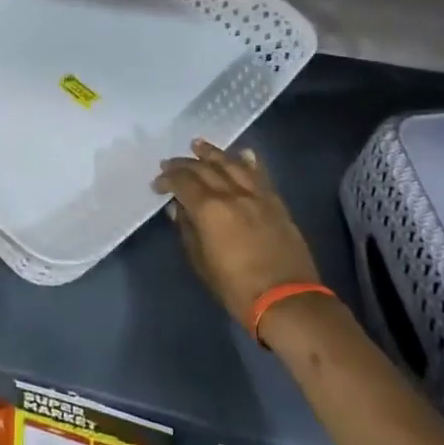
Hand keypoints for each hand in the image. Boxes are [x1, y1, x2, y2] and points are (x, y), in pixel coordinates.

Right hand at [155, 139, 320, 329]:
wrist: (285, 299)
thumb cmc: (236, 287)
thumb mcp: (202, 263)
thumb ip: (188, 231)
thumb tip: (178, 209)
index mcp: (209, 209)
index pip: (183, 182)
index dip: (167, 179)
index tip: (157, 184)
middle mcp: (232, 193)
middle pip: (205, 168)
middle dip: (184, 163)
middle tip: (170, 163)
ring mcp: (257, 195)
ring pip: (232, 164)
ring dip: (213, 153)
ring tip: (198, 145)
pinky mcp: (276, 202)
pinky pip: (260, 174)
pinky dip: (248, 161)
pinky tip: (243, 154)